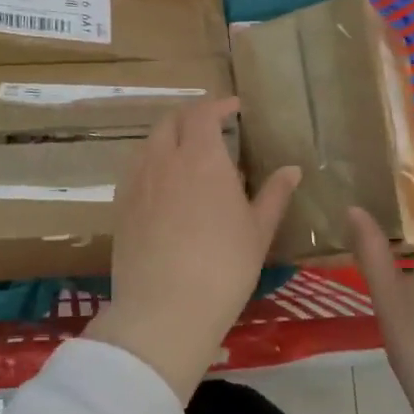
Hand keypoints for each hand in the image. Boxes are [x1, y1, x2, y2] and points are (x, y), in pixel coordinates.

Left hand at [86, 97, 300, 403]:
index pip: (203, 112)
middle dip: (191, 117)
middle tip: (211, 128)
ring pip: (149, 142)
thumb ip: (274, 194)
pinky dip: (151, 162)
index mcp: (201, 157)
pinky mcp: (120, 204)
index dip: (218, 105)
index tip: (234, 108)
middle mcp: (164, 159)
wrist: (165, 308)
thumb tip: (292, 169)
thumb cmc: (223, 267)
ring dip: (169, 137)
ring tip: (186, 154)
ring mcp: (137, 180)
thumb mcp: (258, 231)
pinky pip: (135, 168)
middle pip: (171, 121)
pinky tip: (163, 184)